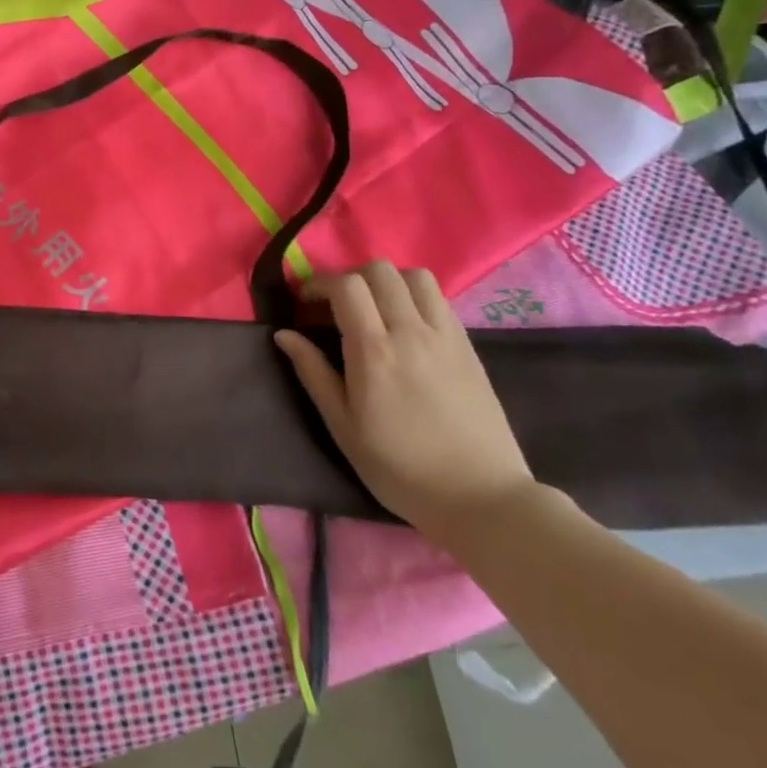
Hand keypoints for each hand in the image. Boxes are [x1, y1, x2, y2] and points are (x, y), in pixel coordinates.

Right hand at [274, 261, 535, 543]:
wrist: (482, 498)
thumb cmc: (401, 468)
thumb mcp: (343, 427)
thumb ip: (313, 373)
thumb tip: (284, 334)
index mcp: (375, 352)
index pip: (346, 285)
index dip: (319, 283)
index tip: (306, 304)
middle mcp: (412, 331)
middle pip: (379, 270)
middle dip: (350, 278)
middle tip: (336, 307)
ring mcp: (445, 335)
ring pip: (414, 276)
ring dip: (387, 281)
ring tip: (374, 310)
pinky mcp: (468, 346)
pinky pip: (438, 298)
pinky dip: (414, 296)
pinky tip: (405, 327)